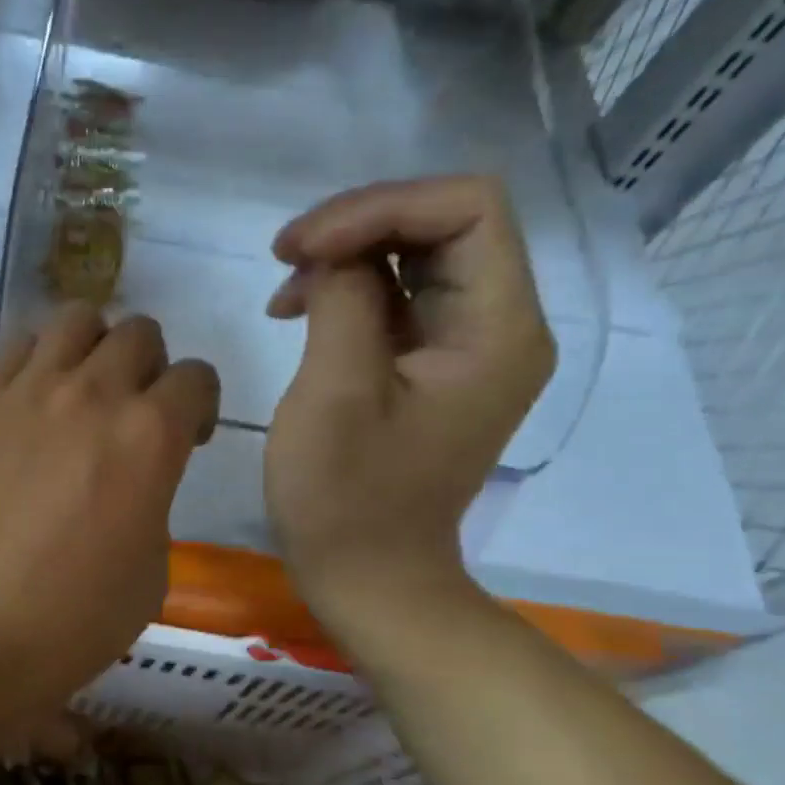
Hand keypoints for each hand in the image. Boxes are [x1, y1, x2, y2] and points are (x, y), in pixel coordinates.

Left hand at [0, 305, 219, 721]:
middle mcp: (93, 394)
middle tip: (132, 416)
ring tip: (81, 393)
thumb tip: (134, 482)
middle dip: (150, 369)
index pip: (196, 377)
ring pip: (76, 321)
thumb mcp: (150, 573)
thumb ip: (153, 503)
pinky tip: (30, 405)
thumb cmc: (69, 621)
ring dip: (94, 348)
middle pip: (139, 333)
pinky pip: (16, 348)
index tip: (186, 441)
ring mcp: (26, 391)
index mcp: (150, 437)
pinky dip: (38, 362)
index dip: (199, 407)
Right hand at [264, 175, 554, 624]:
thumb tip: (333, 254)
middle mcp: (500, 324)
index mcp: (497, 329)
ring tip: (285, 288)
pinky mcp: (434, 365)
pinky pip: (401, 297)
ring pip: (417, 255)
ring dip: (347, 255)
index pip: (467, 207)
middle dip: (359, 225)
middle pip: (444, 223)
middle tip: (284, 256)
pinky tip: (298, 309)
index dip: (381, 207)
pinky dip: (348, 290)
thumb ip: (342, 301)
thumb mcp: (335, 393)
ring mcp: (468, 346)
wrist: (369, 577)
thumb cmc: (347, 500)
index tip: (303, 248)